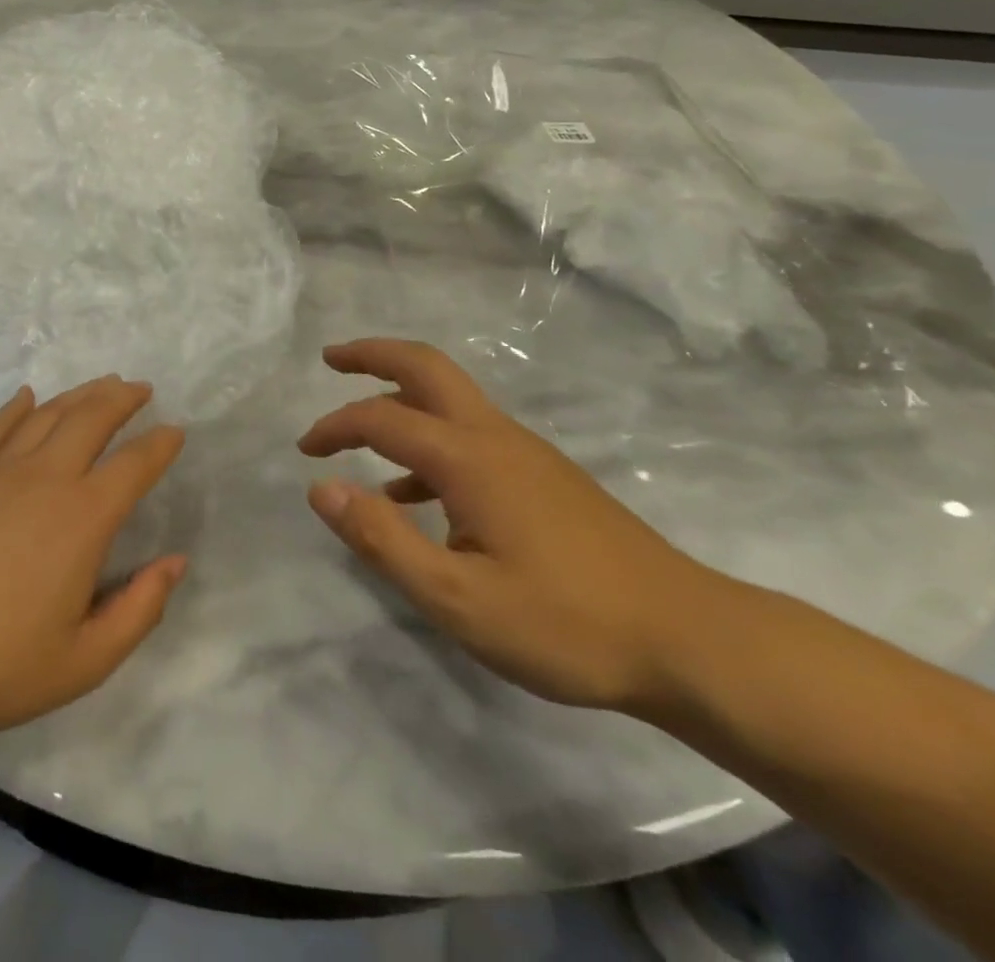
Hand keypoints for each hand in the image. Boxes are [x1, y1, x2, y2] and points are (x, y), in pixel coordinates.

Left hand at [0, 377, 187, 745]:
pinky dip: (18, 407)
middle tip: (140, 389)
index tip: (176, 431)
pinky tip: (28, 398)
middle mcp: (44, 478)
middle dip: (122, 398)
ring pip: (48, 414)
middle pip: (91, 418)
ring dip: (80, 394)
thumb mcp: (83, 662)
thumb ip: (139, 610)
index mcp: (82, 519)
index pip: (134, 465)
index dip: (160, 444)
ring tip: (101, 385)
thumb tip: (176, 562)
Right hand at [300, 338, 724, 713]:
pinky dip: (429, 443)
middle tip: (330, 358)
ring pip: (450, 397)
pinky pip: (471, 436)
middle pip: (426, 366)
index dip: (336, 426)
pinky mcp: (544, 476)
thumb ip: (383, 539)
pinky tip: (416, 497)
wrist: (689, 639)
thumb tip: (320, 488)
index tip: (305, 451)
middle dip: (373, 354)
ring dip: (399, 395)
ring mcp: (525, 452)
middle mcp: (495, 436)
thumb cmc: (567, 623)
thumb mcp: (458, 599)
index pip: (383, 418)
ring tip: (359, 428)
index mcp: (469, 458)